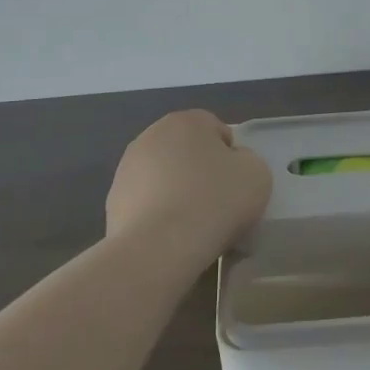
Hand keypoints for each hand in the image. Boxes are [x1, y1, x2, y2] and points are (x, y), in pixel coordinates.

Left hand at [105, 110, 270, 255]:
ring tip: (192, 225)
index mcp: (186, 121)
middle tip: (217, 203)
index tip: (236, 184)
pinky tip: (170, 236)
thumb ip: (247, 160)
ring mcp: (127, 168)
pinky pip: (146, 202)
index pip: (216, 129)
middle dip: (199, 171)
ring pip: (163, 176)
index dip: (231, 156)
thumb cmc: (214, 201)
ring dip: (176, 191)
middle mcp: (151, 135)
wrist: (159, 248)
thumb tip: (231, 164)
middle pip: (186, 150)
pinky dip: (157, 214)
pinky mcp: (112, 201)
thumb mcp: (257, 174)